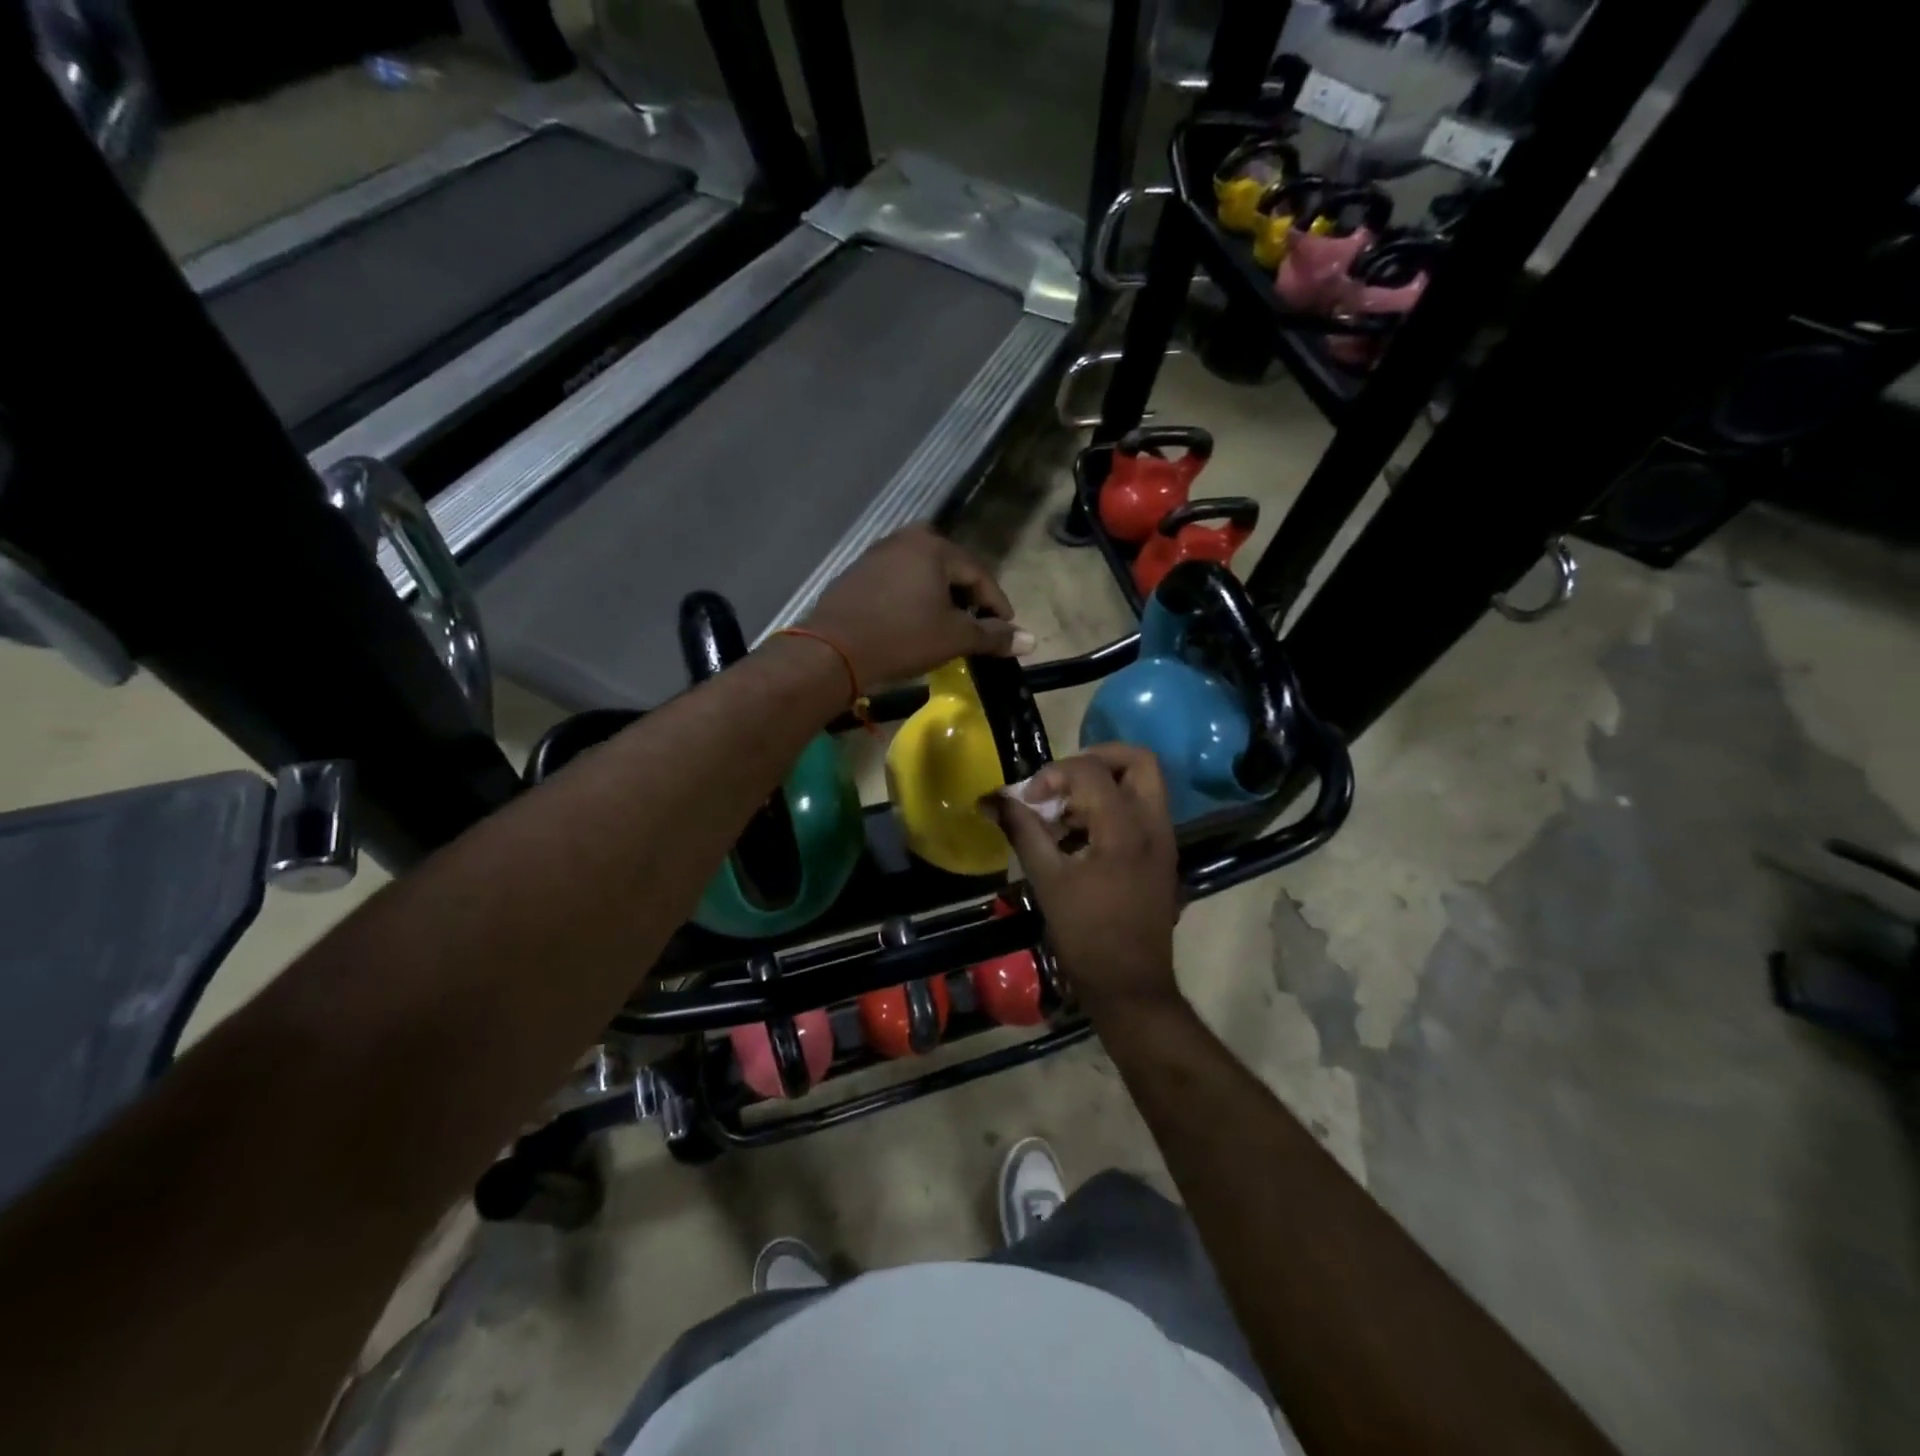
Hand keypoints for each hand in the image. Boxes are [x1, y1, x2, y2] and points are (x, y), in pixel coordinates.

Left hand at [804, 527, 1033, 687]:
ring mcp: (877, 554)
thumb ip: (993, 636)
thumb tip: (1030, 640)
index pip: (979, 574)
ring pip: (923, 575)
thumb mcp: (953, 638)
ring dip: (940, 599)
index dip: (997, 604)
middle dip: (967, 599)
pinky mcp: (857, 573)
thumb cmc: (901, 638)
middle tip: (977, 626)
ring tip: (947, 627)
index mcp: (933, 546)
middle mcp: (905, 539)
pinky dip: (913, 599)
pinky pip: (898, 582)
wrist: (832, 651)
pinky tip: (913, 623)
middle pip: (951, 569)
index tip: (1006, 630)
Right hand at [994, 744, 1181, 1013]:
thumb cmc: (1086, 935)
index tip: (1030, 799)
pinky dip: (1112, 805)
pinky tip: (1079, 833)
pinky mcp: (1162, 854)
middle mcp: (1154, 825)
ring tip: (1065, 810)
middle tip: (1061, 780)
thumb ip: (1022, 831)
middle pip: (1137, 761)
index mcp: (1125, 829)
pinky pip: (1142, 809)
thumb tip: (993, 799)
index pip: (1091, 771)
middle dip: (1095, 759)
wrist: (1130, 985)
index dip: (1053, 774)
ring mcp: (1164, 839)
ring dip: (1103, 783)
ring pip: (1143, 783)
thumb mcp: (1047, 880)